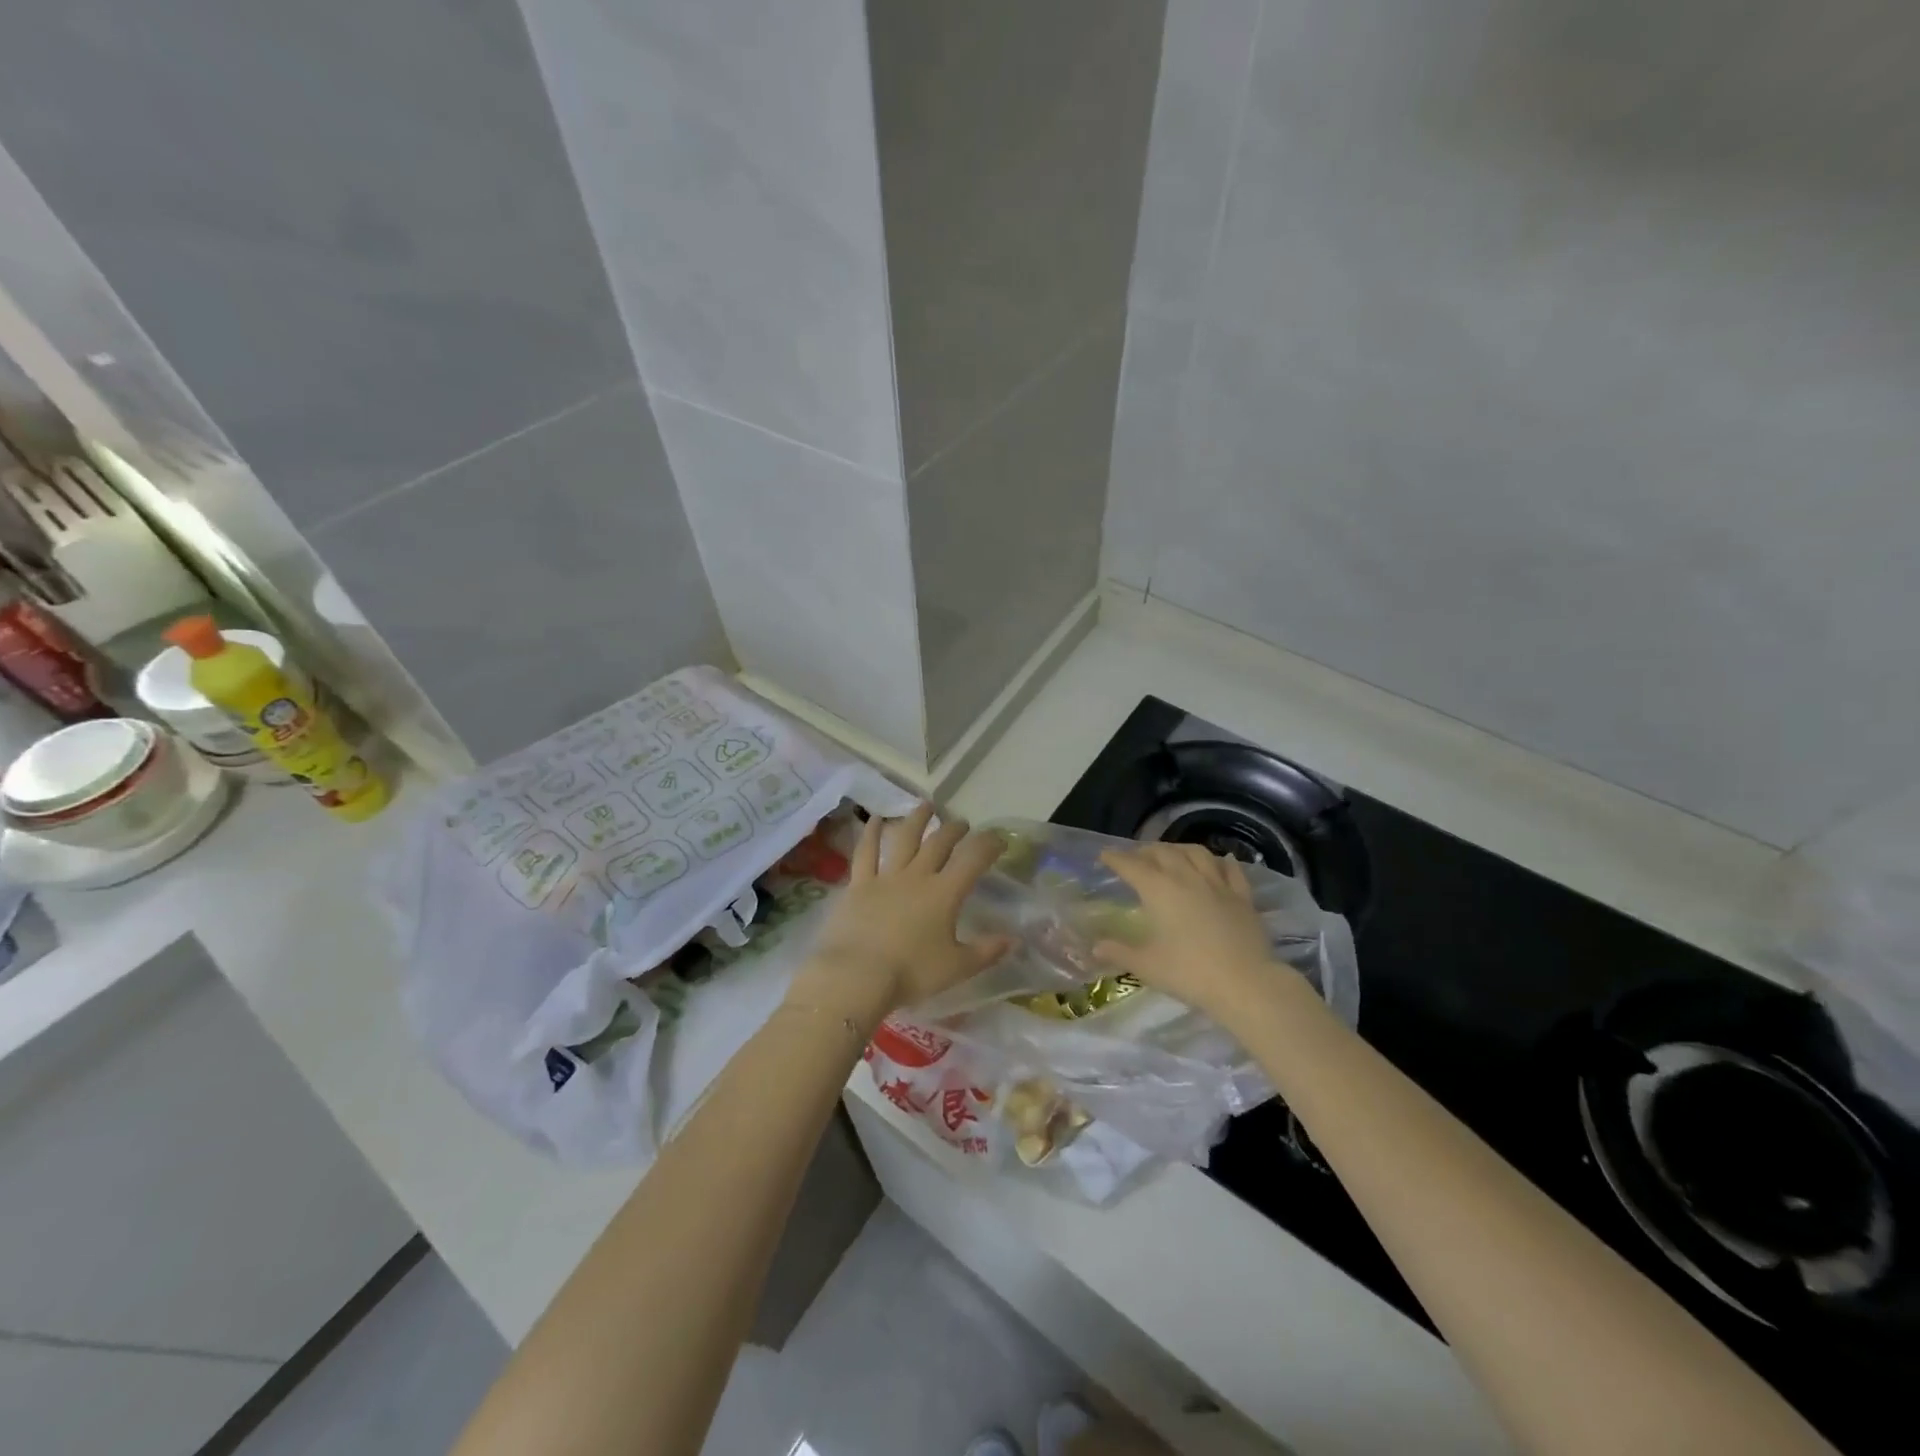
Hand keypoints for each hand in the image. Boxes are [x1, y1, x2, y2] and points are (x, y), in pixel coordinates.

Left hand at [788, 803, 1014, 1027]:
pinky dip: (870, 834)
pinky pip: (865, 852)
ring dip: (917, 820)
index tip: (999, 839)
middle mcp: (917, 876)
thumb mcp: (956, 968)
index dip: (988, 845)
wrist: (856, 976)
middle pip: (939, 843)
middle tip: (962, 824)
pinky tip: (874, 820)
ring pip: (904, 838)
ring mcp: (885, 877)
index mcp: (944, 894)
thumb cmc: (911, 973)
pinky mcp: (858, 885)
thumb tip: (1014, 940)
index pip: (972, 860)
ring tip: (926, 806)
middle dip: (954, 830)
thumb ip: (987, 952)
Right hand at [1092, 843, 1278, 1020]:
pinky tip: (1221, 860)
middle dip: (1145, 851)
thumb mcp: (1147, 966)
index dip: (1116, 858)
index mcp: (1159, 890)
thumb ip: (1119, 952)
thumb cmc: (1189, 973)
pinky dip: (1222, 862)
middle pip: (1163, 853)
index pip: (1131, 866)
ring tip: (1171, 854)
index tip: (1105, 855)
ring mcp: (1218, 885)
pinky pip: (1231, 870)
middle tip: (1135, 857)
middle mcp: (1186, 878)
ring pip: (1196, 853)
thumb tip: (1095, 947)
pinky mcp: (1242, 897)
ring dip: (1179, 849)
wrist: (1246, 984)